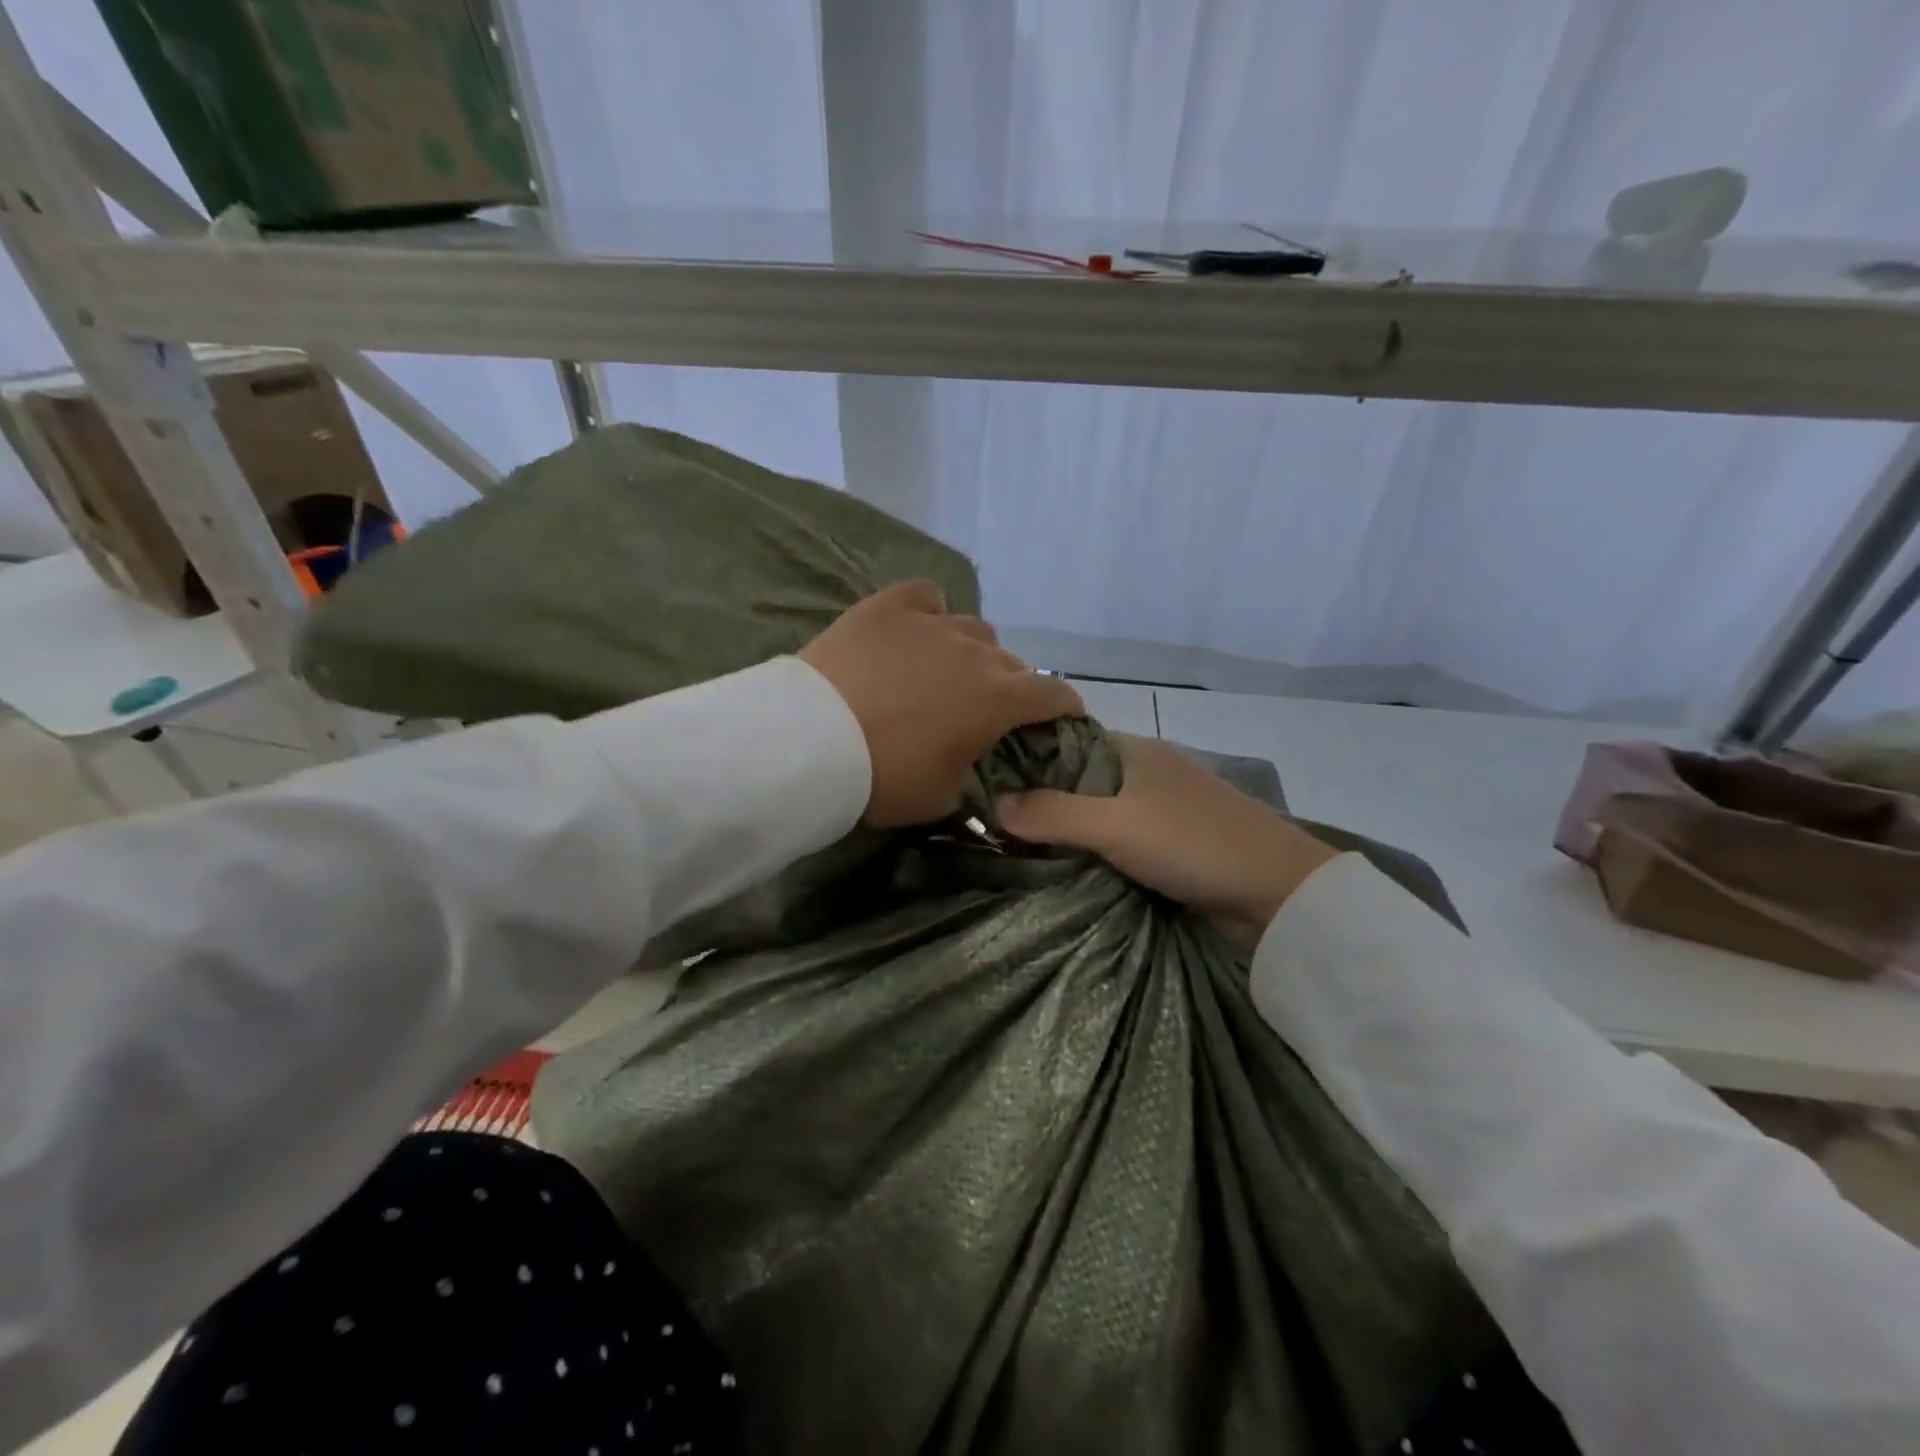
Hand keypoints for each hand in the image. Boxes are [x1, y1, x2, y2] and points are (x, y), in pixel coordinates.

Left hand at [800, 579, 1083, 828]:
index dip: (1065, 705)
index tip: (1063, 714)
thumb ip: (972, 780)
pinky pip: (926, 596)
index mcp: (997, 700)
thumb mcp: (940, 798)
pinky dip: (930, 612)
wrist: (809, 742)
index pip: (1053, 693)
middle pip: (1010, 662)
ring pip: (973, 629)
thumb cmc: (882, 777)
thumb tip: (976, 771)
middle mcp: (975, 653)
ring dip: (972, 652)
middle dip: (1009, 685)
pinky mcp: (888, 607)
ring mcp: (932, 623)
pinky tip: (916, 629)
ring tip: (946, 670)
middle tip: (983, 708)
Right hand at [997, 733, 1339, 952]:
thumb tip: (993, 805)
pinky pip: (1120, 841)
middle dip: (1043, 802)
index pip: (1065, 743)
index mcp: (1133, 751)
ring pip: (1099, 814)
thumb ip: (1053, 814)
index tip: (986, 785)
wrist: (1279, 894)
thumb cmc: (1193, 843)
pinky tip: (1067, 869)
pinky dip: (1095, 852)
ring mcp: (1163, 809)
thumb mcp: (1115, 826)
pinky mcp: (1174, 845)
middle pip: (1079, 781)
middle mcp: (1145, 772)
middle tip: (994, 827)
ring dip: (1069, 832)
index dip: (1027, 761)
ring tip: (1019, 851)